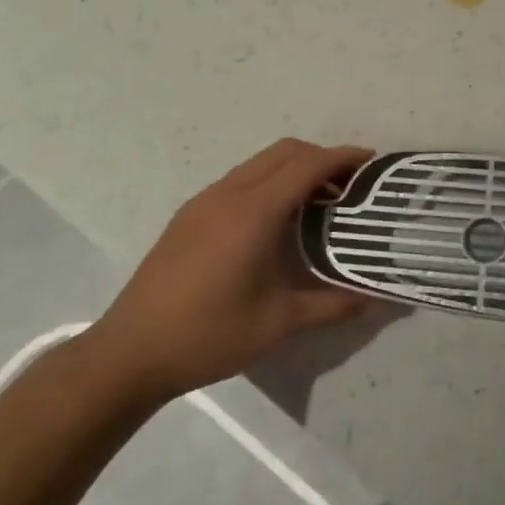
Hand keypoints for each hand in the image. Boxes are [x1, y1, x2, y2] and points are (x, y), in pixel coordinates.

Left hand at [85, 138, 374, 406]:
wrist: (130, 353)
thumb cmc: (208, 335)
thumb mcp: (278, 323)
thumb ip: (332, 305)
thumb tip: (374, 298)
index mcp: (254, 212)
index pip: (307, 165)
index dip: (343, 158)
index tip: (372, 164)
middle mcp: (229, 194)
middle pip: (285, 152)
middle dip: (322, 158)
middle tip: (350, 185)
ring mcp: (205, 201)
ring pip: (260, 163)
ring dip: (294, 169)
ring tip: (319, 202)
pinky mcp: (189, 215)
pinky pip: (240, 179)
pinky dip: (269, 182)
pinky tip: (276, 220)